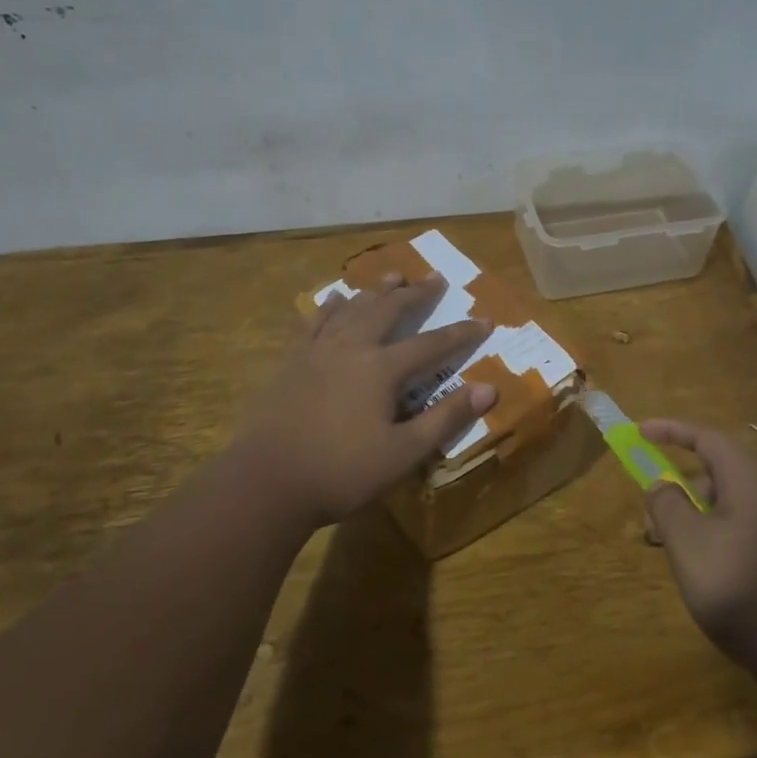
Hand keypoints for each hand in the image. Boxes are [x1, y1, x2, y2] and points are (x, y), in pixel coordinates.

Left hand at [236, 271, 497, 524]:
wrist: (267, 481)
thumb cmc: (342, 472)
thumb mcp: (403, 453)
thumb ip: (446, 418)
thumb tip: (489, 389)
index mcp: (381, 369)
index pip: (432, 345)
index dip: (461, 333)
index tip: (484, 320)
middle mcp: (351, 348)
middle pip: (389, 311)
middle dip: (415, 294)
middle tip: (435, 278)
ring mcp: (317, 351)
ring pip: (353, 309)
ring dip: (376, 292)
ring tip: (393, 276)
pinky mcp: (292, 361)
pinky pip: (315, 322)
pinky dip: (330, 307)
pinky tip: (336, 297)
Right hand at [641, 419, 756, 675]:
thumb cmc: (745, 592)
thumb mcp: (689, 546)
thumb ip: (668, 507)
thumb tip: (662, 484)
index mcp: (753, 483)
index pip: (708, 439)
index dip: (671, 431)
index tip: (640, 432)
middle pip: (724, 476)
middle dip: (685, 491)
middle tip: (657, 525)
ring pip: (740, 509)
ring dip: (705, 521)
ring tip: (686, 562)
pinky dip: (729, 541)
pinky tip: (723, 582)